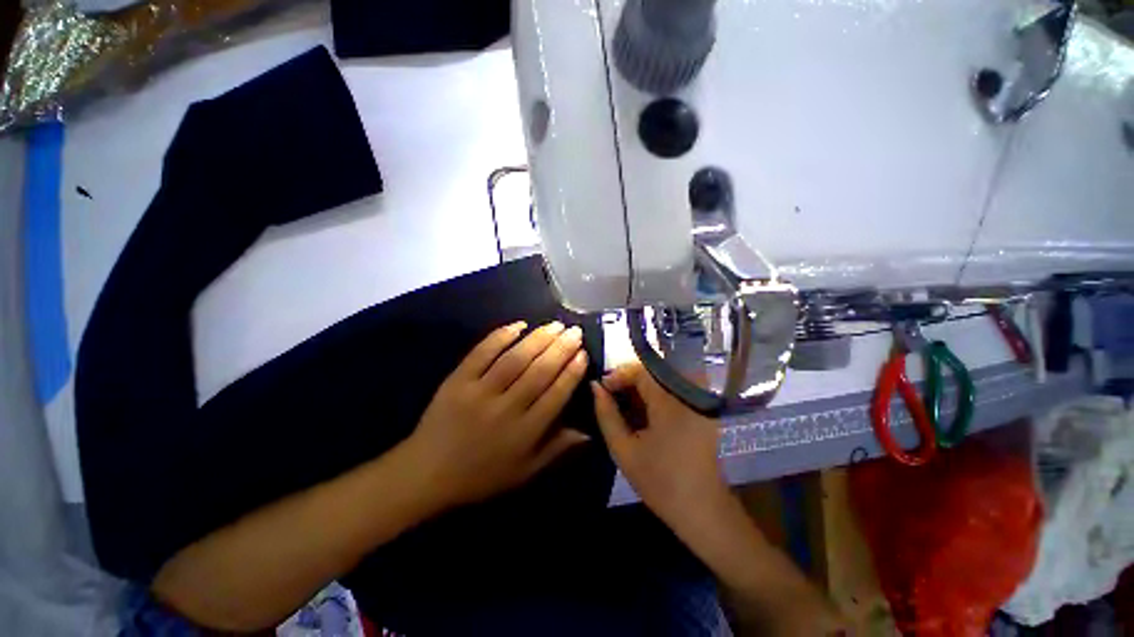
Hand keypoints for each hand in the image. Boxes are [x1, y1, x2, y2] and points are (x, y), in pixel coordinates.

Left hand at [408, 321, 590, 507]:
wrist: (426, 474)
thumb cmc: (482, 475)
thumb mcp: (525, 472)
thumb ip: (558, 449)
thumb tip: (590, 432)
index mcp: (524, 432)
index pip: (555, 394)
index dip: (571, 372)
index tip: (583, 353)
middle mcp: (505, 409)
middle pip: (539, 372)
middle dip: (561, 349)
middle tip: (575, 331)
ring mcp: (478, 392)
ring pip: (515, 359)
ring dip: (538, 339)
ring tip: (555, 325)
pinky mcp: (457, 380)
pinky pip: (481, 353)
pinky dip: (500, 336)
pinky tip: (519, 325)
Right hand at [591, 362, 728, 529]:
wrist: (702, 509)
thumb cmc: (660, 482)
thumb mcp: (624, 450)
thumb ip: (606, 414)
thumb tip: (595, 387)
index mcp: (671, 403)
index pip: (642, 370)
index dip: (619, 374)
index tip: (603, 388)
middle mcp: (688, 394)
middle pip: (653, 371)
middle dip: (628, 379)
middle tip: (610, 395)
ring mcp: (698, 401)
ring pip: (662, 379)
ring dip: (640, 387)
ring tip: (622, 403)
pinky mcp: (701, 409)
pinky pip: (672, 390)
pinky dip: (654, 395)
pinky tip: (642, 412)